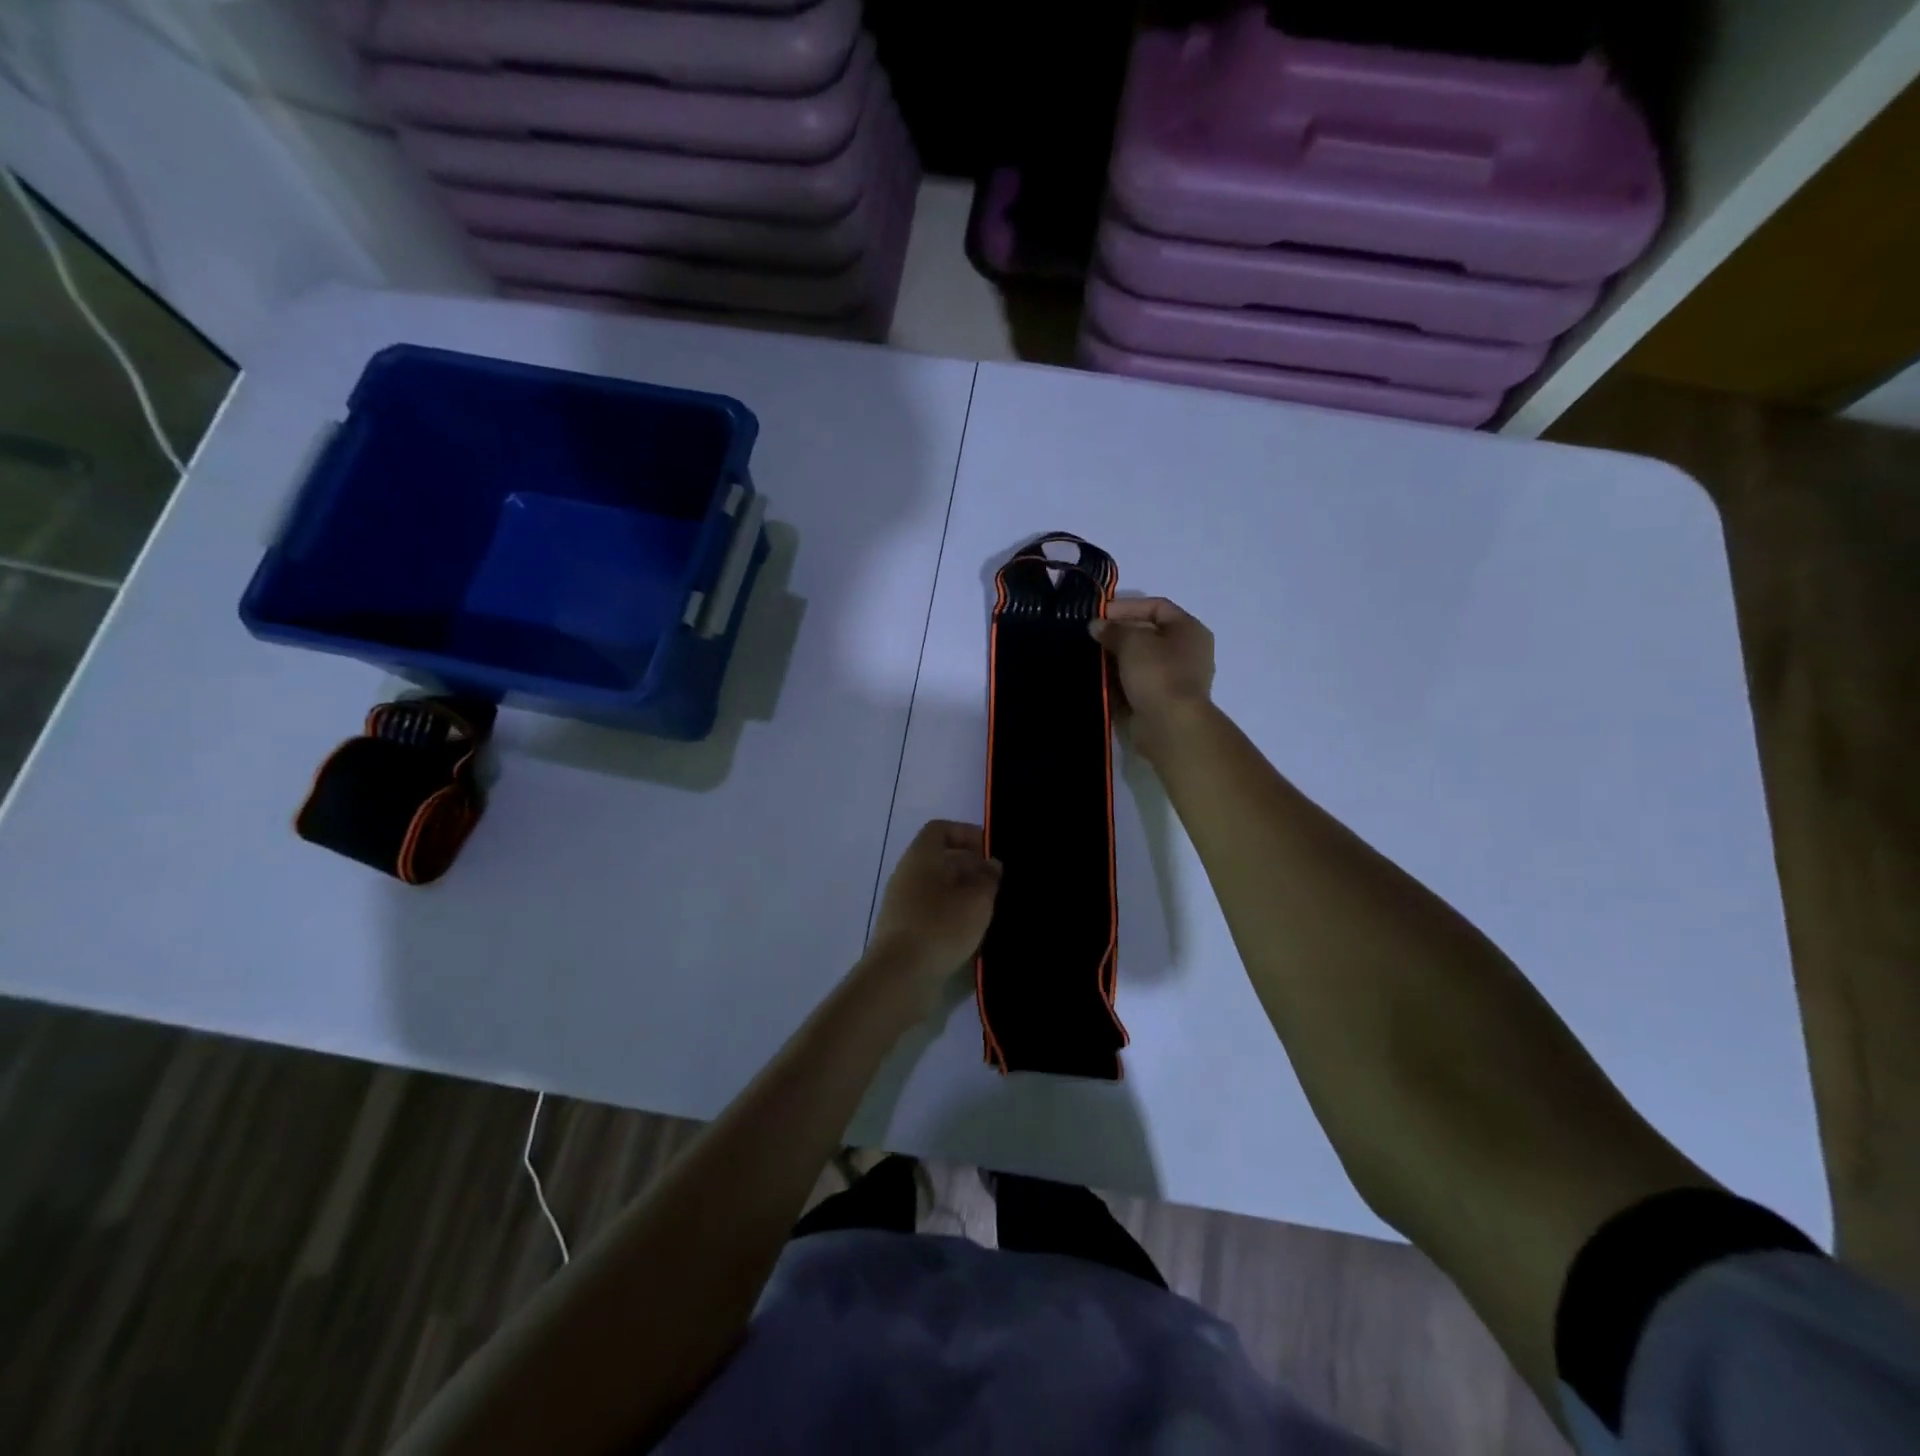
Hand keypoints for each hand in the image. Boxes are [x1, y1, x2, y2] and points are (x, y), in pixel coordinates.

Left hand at [864, 821, 1002, 1007]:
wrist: (899, 978)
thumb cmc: (940, 927)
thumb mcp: (976, 899)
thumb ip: (988, 878)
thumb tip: (991, 865)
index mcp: (920, 857)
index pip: (940, 830)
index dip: (966, 833)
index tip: (990, 852)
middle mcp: (907, 876)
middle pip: (940, 860)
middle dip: (971, 868)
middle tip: (998, 885)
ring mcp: (902, 905)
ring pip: (937, 889)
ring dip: (964, 895)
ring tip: (991, 910)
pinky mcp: (904, 932)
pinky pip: (932, 913)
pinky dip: (952, 916)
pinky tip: (973, 934)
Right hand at [1090, 596, 1215, 759]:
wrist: (1169, 725)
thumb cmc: (1157, 673)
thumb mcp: (1132, 641)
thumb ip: (1113, 630)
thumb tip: (1097, 626)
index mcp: (1189, 630)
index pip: (1157, 607)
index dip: (1128, 607)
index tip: (1100, 614)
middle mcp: (1186, 653)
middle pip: (1148, 635)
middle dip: (1118, 634)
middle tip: (1091, 636)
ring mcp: (1174, 680)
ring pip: (1139, 662)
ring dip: (1115, 659)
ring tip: (1089, 657)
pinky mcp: (1160, 702)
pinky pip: (1135, 685)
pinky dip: (1117, 681)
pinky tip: (1096, 679)